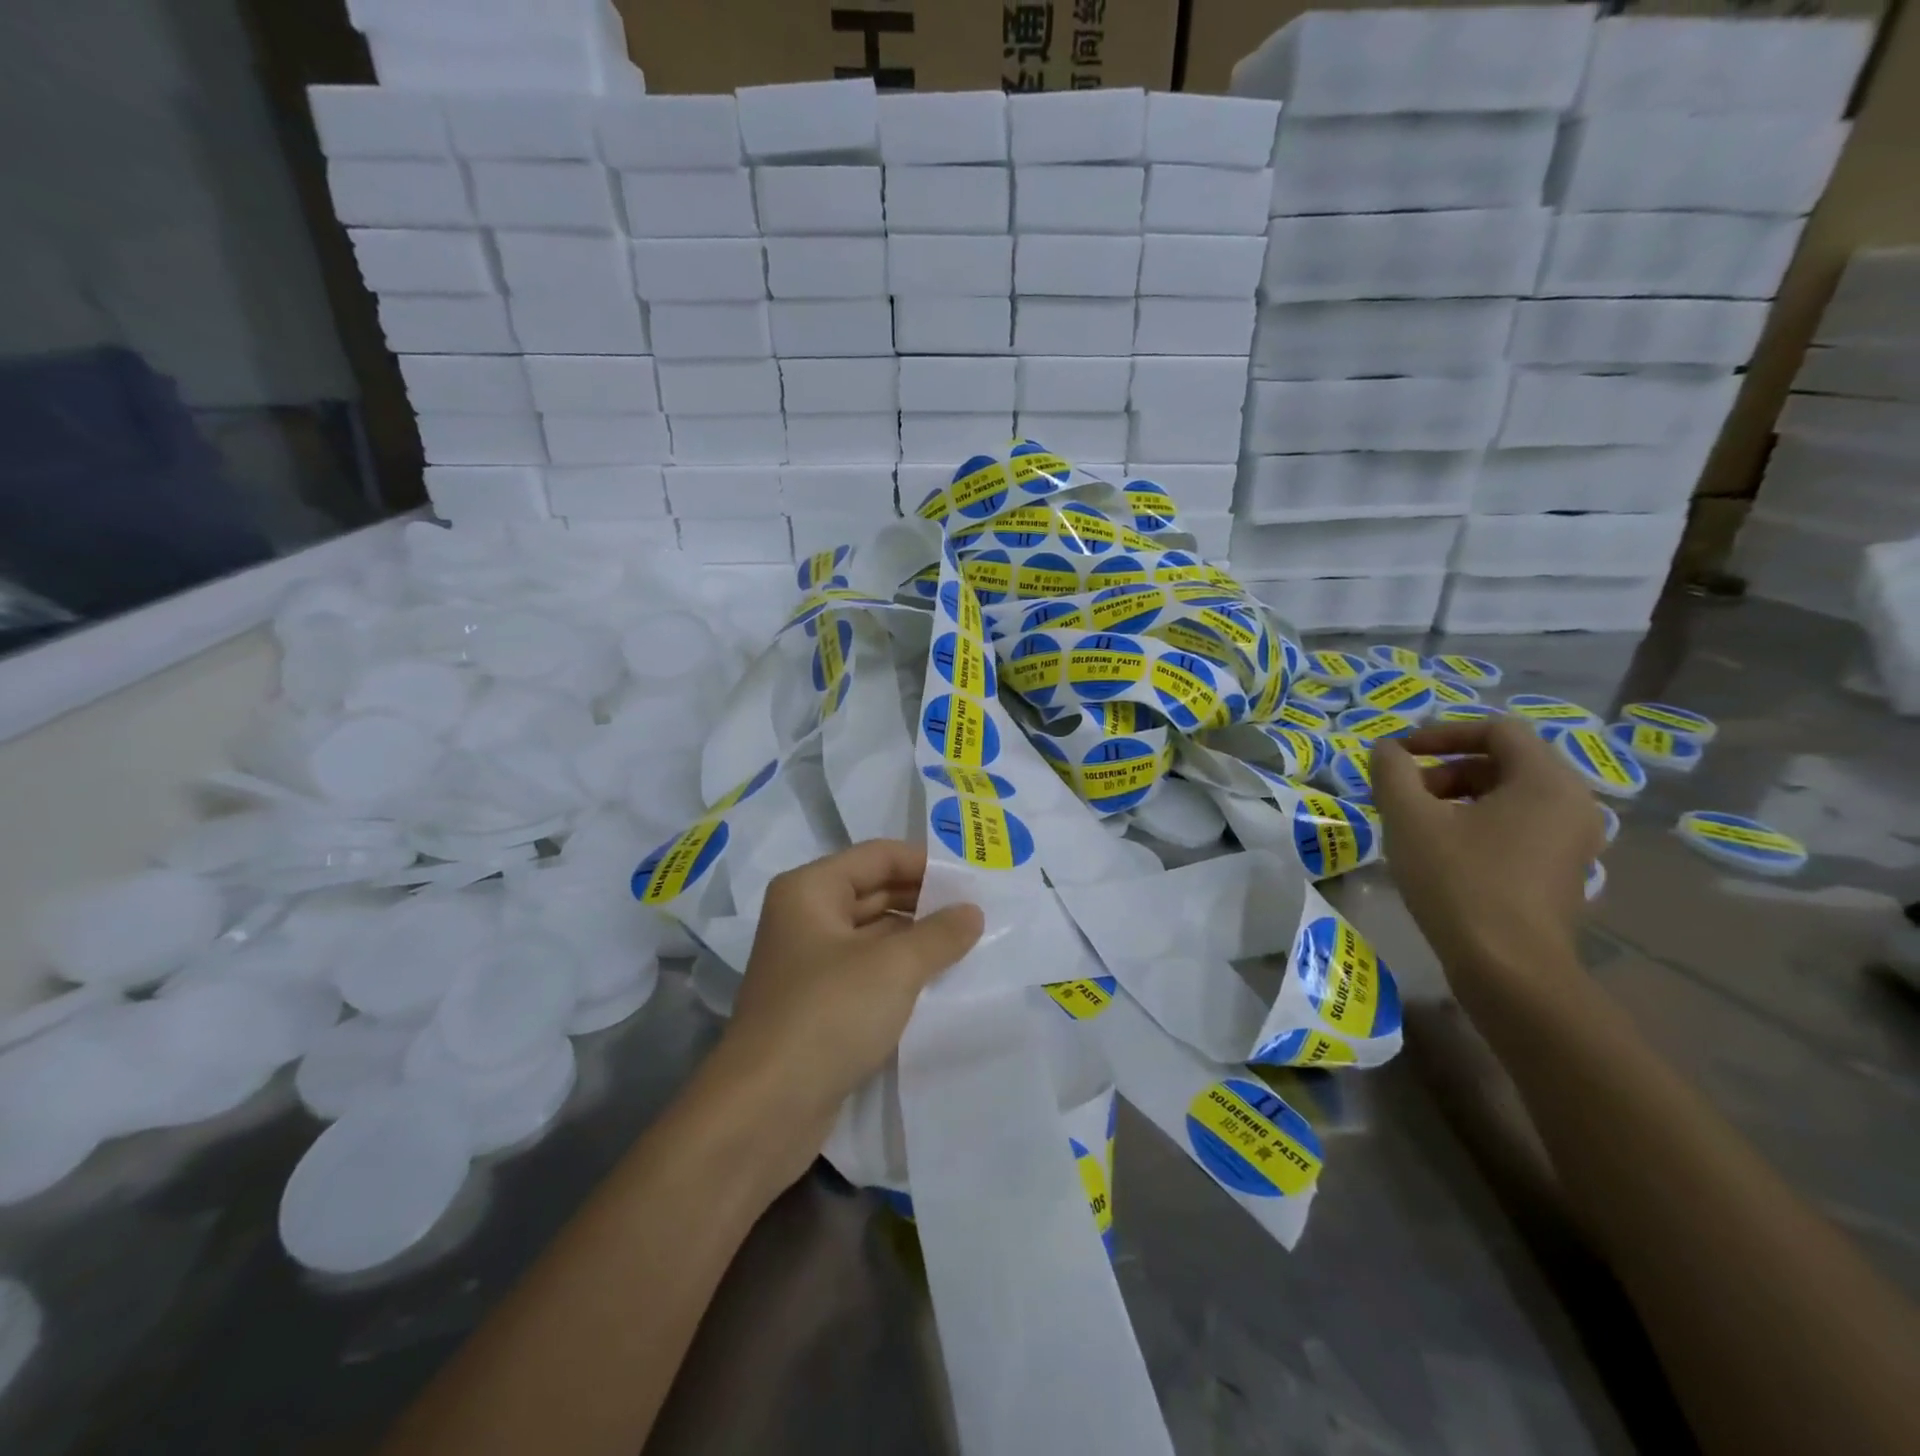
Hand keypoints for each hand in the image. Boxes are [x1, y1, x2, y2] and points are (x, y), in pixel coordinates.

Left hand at [707, 840, 983, 1190]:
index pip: (878, 855)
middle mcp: (805, 917)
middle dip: (927, 901)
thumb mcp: (894, 967)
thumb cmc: (828, 1015)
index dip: (927, 863)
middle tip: (981, 912)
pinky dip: (902, 972)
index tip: (974, 879)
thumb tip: (973, 911)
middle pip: (876, 891)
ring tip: (971, 945)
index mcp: (810, 889)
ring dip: (918, 939)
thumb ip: (939, 933)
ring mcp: (810, 964)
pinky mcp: (818, 1005)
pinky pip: (869, 972)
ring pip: (874, 935)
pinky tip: (942, 982)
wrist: (764, 1111)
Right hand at [1371, 718, 1604, 996]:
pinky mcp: (1563, 873)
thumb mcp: (1409, 818)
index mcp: (1546, 780)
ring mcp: (1574, 842)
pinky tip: (1442, 854)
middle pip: (1503, 762)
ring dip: (1457, 798)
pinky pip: (1518, 828)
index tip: (1398, 754)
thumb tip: (1386, 749)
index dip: (1440, 733)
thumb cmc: (1459, 881)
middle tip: (1403, 794)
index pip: (1496, 729)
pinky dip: (1478, 825)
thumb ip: (1392, 772)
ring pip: (1509, 798)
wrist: (1508, 969)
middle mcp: (1573, 803)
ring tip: (1416, 825)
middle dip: (1445, 769)